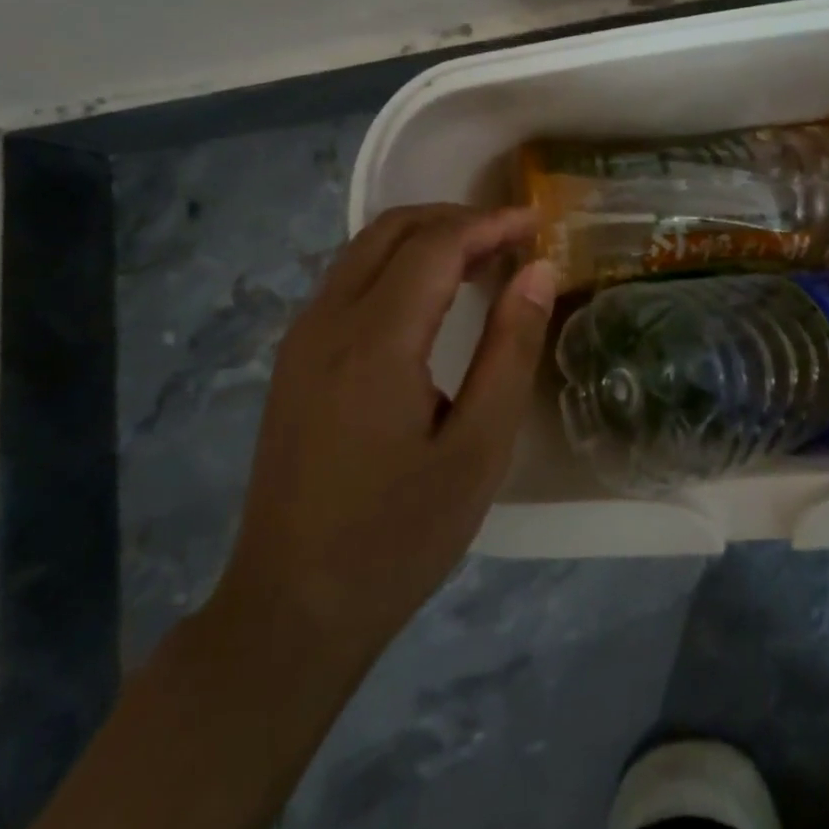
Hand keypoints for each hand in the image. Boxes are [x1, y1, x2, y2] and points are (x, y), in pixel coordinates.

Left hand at [210, 204, 557, 671]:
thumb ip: (510, 350)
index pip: (436, 244)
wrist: (290, 608)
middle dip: (456, 219)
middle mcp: (327, 321)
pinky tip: (431, 299)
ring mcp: (302, 339)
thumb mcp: (477, 449)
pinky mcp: (294, 360)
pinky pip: (348, 281)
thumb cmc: (397, 536)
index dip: (490, 224)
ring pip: (364, 250)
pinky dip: (397, 266)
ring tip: (481, 261)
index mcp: (375, 340)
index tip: (537, 223)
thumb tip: (538, 272)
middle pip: (392, 230)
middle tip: (511, 238)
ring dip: (425, 239)